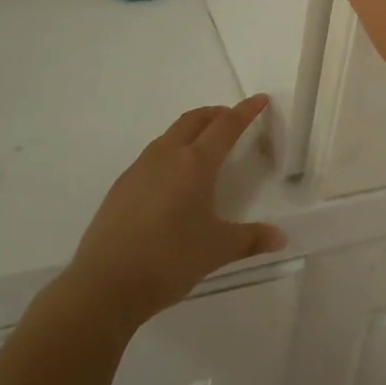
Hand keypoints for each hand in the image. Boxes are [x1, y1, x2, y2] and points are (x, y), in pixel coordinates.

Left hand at [62, 97, 286, 328]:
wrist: (105, 284)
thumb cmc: (169, 260)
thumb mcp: (217, 250)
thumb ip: (251, 239)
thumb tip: (281, 238)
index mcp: (195, 164)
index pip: (226, 126)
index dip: (245, 111)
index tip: (259, 100)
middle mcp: (167, 156)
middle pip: (194, 120)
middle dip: (216, 114)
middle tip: (232, 120)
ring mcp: (140, 169)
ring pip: (170, 135)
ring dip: (191, 131)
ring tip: (204, 148)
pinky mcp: (121, 186)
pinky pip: (152, 155)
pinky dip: (171, 152)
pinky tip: (172, 180)